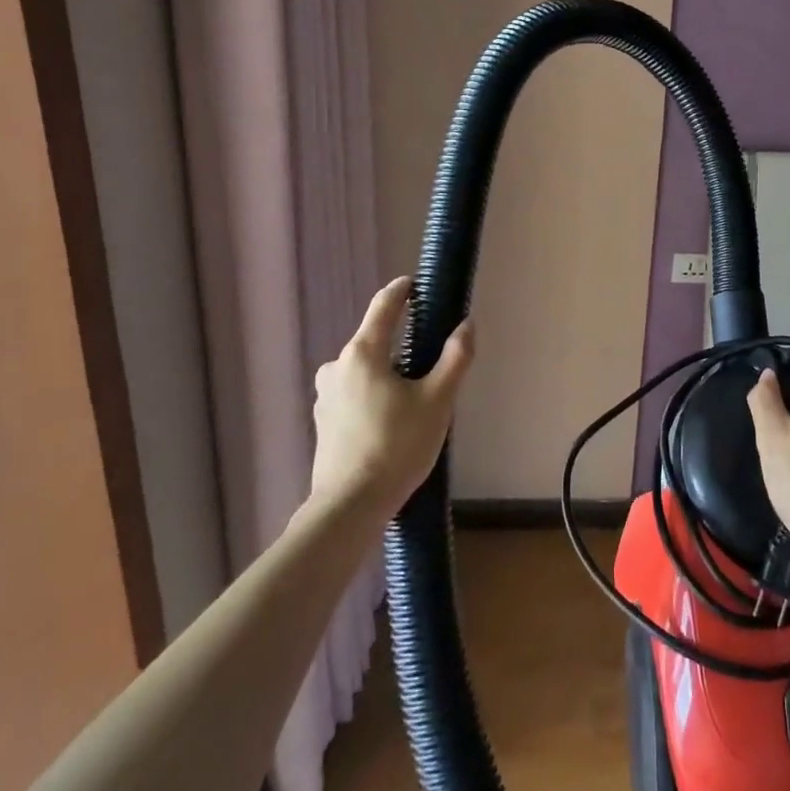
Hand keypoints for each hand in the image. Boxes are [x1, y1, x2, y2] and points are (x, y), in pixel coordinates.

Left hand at [306, 277, 473, 522]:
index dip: (402, 290)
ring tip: (415, 398)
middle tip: (431, 361)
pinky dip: (374, 395)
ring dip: (388, 373)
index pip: (384, 306)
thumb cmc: (397, 446)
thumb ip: (455, 358)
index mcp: (363, 353)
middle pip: (374, 341)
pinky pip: (354, 393)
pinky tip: (392, 421)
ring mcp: (325, 395)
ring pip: (364, 370)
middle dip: (401, 343)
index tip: (416, 283)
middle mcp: (336, 366)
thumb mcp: (438, 400)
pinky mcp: (324, 421)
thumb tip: (466, 326)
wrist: (350, 507)